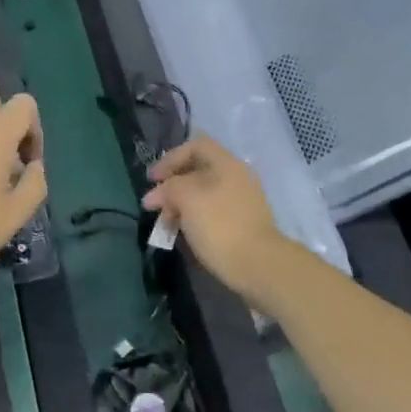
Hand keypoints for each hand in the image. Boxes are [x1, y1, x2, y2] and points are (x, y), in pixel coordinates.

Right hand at [142, 136, 296, 310]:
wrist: (258, 265)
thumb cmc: (219, 225)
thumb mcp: (186, 198)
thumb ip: (168, 188)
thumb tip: (157, 194)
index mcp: (227, 164)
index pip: (195, 146)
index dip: (170, 159)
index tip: (152, 180)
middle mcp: (237, 177)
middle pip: (198, 171)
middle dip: (172, 186)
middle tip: (155, 206)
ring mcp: (242, 202)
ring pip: (204, 194)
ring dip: (181, 205)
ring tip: (166, 224)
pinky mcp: (243, 224)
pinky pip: (213, 213)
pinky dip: (195, 219)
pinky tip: (183, 234)